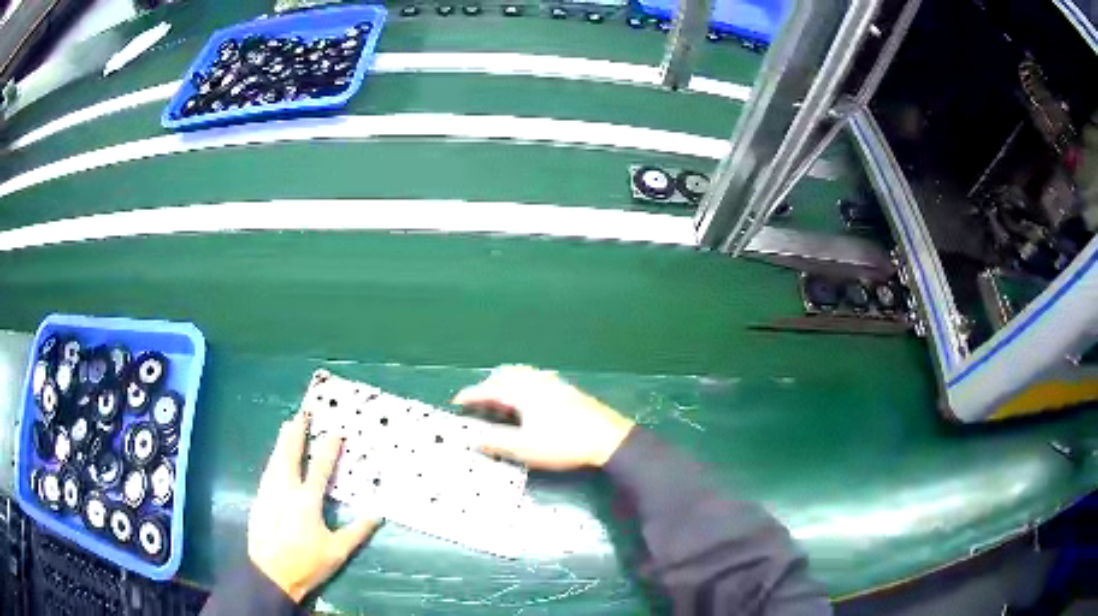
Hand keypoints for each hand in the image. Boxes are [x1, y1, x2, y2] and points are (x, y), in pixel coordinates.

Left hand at [247, 410, 380, 602]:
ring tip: (288, 425)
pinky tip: (275, 456)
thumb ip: (357, 532)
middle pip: (290, 454)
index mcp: (307, 501)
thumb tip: (377, 515)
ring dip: (283, 441)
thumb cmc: (307, 564)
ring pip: (275, 459)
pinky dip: (273, 458)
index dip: (328, 449)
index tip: (335, 433)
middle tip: (302, 414)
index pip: (319, 468)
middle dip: (297, 433)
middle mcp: (286, 490)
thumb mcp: (337, 552)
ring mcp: (269, 492)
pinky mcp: (260, 499)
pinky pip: (268, 471)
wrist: (270, 573)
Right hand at [453, 365, 634, 469]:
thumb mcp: (526, 448)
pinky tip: (529, 397)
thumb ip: (497, 442)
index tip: (457, 401)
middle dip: (488, 385)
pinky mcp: (567, 389)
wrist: (608, 439)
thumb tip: (474, 438)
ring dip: (506, 381)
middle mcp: (536, 381)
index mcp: (523, 392)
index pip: (490, 389)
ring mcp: (554, 383)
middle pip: (506, 375)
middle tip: (477, 400)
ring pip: (523, 374)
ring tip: (499, 396)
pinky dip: (522, 383)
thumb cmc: (564, 444)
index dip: (472, 395)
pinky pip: (536, 377)